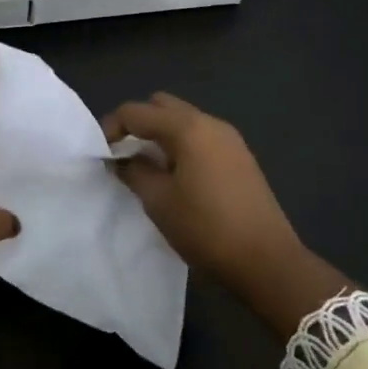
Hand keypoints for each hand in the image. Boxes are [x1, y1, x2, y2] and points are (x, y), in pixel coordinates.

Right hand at [100, 92, 352, 336]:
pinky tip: (176, 177)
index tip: (101, 155)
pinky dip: (181, 146)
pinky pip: (201, 137)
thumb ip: (134, 171)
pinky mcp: (240, 157)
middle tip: (124, 155)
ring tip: (147, 168)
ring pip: (184, 121)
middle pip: (163, 107)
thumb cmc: (205, 228)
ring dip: (160, 136)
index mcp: (187, 128)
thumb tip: (120, 158)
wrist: (266, 261)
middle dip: (138, 124)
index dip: (112, 127)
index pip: (137, 112)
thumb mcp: (158, 201)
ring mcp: (230, 139)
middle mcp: (210, 123)